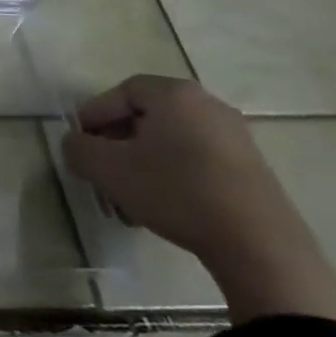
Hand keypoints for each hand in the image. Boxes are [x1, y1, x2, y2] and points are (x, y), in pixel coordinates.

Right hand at [61, 75, 335, 327]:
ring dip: (141, 165)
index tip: (80, 143)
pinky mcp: (251, 169)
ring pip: (169, 143)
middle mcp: (208, 105)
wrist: (258, 244)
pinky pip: (196, 161)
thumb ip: (78, 148)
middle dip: (116, 144)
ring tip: (126, 198)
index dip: (94, 115)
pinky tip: (160, 207)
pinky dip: (171, 177)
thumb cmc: (175, 191)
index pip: (121, 92)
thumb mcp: (107, 169)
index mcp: (175, 94)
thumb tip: (77, 144)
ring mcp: (235, 138)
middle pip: (146, 117)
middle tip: (100, 171)